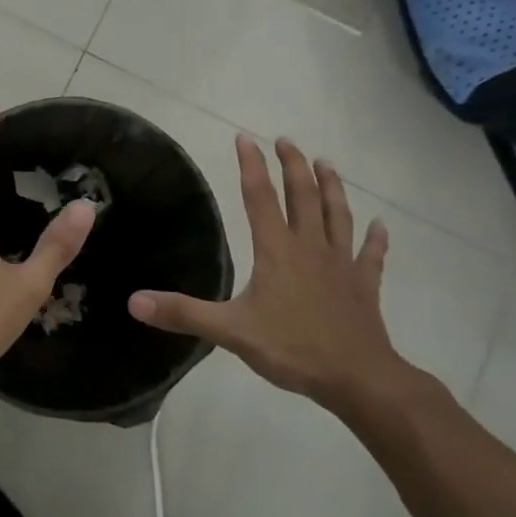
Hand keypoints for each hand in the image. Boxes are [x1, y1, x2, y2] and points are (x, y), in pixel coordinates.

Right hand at [128, 137, 419, 413]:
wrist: (358, 379)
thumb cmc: (293, 349)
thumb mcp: (230, 332)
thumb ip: (183, 314)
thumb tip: (134, 301)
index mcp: (277, 251)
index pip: (260, 198)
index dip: (251, 166)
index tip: (245, 138)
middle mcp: (310, 247)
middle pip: (303, 196)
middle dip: (293, 165)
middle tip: (286, 140)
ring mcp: (342, 265)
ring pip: (337, 215)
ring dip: (332, 187)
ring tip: (326, 163)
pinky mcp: (365, 286)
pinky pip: (371, 256)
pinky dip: (376, 239)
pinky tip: (381, 226)